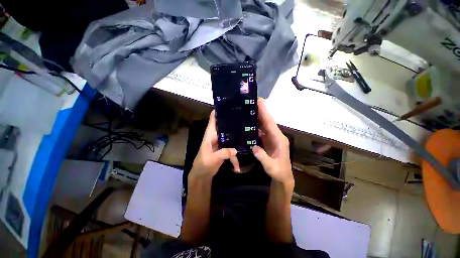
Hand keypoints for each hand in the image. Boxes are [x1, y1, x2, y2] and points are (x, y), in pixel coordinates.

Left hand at [190, 111, 239, 179]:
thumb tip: (235, 150)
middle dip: (232, 120)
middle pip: (224, 125)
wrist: (202, 175)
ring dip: (237, 134)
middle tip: (244, 116)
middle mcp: (216, 136)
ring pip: (229, 134)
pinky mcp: (224, 148)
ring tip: (248, 130)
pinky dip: (236, 151)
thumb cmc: (203, 165)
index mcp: (210, 135)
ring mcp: (221, 142)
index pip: (213, 119)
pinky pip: (232, 146)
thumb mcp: (212, 159)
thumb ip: (223, 154)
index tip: (229, 105)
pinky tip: (242, 156)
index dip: (219, 110)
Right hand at [252, 98, 293, 184]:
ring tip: (248, 109)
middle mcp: (276, 136)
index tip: (259, 101)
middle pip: (267, 121)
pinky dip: (256, 126)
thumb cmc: (279, 172)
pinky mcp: (267, 141)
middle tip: (251, 101)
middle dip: (260, 110)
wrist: (282, 177)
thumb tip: (253, 147)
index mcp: (279, 139)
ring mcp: (271, 138)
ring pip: (264, 125)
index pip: (270, 123)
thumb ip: (263, 157)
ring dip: (257, 117)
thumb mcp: (271, 167)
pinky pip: (261, 131)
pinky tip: (249, 123)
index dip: (264, 112)